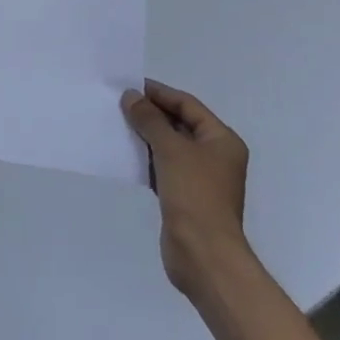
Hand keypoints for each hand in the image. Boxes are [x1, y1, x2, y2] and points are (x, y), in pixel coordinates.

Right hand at [123, 79, 251, 298]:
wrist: (203, 254)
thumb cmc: (194, 194)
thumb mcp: (171, 149)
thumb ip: (150, 120)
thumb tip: (131, 96)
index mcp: (222, 140)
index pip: (188, 105)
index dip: (160, 93)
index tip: (131, 85)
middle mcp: (215, 156)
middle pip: (180, 124)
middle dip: (151, 114)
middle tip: (120, 103)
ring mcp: (200, 178)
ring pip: (170, 147)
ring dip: (146, 136)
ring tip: (117, 123)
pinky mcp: (185, 197)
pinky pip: (163, 168)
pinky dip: (147, 159)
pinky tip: (125, 154)